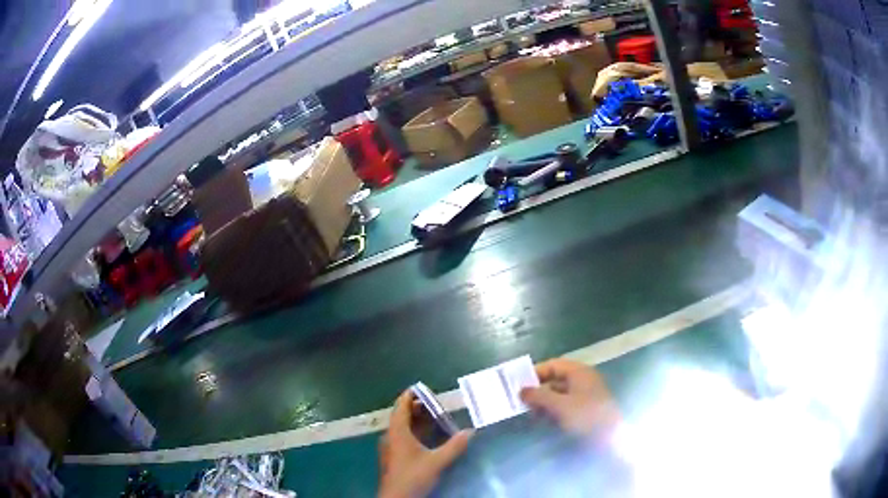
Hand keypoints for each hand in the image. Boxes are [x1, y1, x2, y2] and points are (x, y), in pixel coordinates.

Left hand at [378, 390, 473, 497]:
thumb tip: (471, 431)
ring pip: (404, 427)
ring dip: (418, 421)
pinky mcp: (394, 457)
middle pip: (403, 415)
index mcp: (397, 432)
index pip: (401, 405)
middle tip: (438, 404)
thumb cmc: (413, 476)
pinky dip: (417, 432)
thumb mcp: (437, 462)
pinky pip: (404, 437)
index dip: (411, 395)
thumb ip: (454, 446)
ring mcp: (391, 447)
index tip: (424, 388)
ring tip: (438, 418)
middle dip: (419, 408)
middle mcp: (391, 436)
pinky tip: (431, 438)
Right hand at [520, 358, 620, 442]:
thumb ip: (539, 396)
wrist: (610, 437)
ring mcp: (585, 395)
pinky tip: (543, 420)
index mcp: (579, 372)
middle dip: (538, 389)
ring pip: (559, 394)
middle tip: (521, 401)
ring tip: (530, 413)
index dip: (536, 373)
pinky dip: (553, 410)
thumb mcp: (559, 405)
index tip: (519, 384)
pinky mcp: (586, 409)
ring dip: (544, 402)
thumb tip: (521, 390)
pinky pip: (565, 405)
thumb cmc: (585, 416)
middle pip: (555, 379)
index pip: (553, 365)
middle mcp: (583, 380)